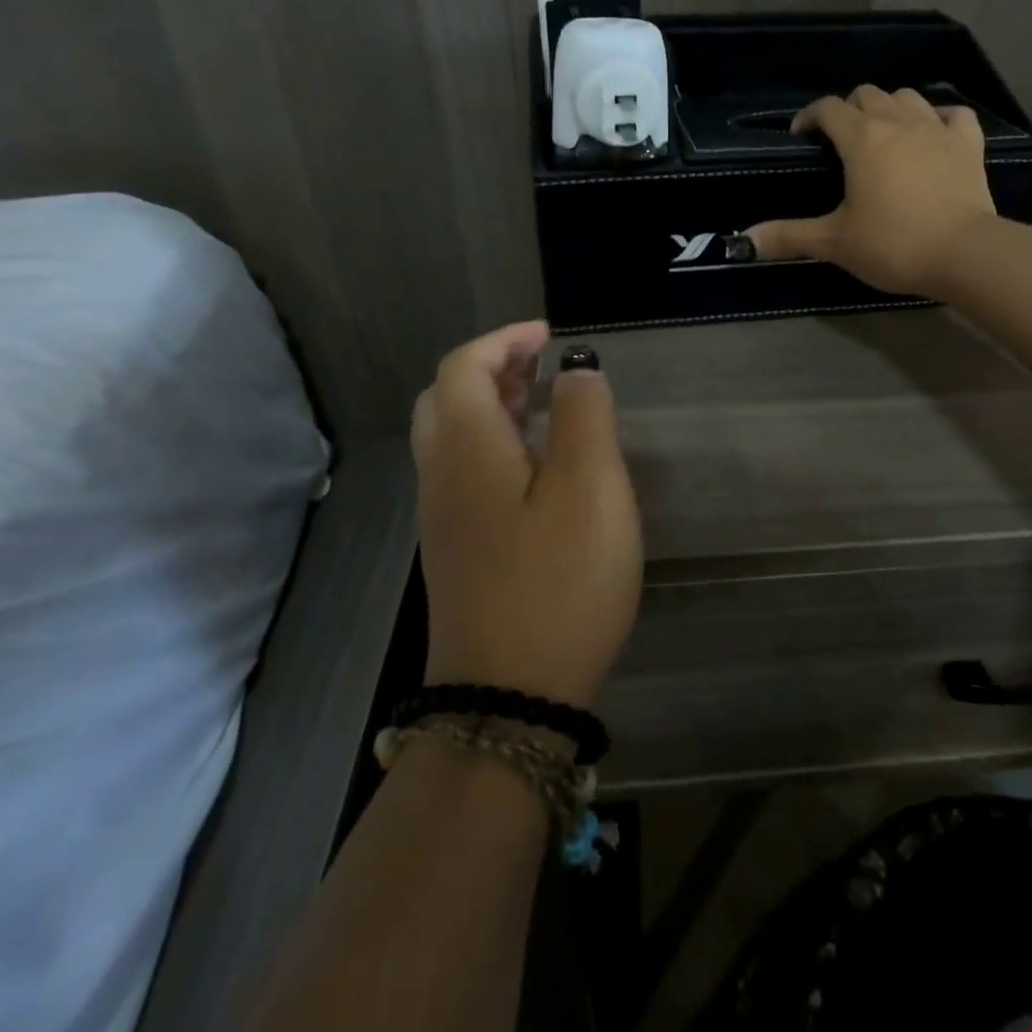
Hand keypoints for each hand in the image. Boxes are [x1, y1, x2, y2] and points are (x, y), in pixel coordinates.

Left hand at [411, 322, 641, 706]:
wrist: (509, 695)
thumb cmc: (559, 581)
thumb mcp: (590, 487)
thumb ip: (584, 416)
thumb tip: (576, 370)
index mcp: (466, 449)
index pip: (463, 367)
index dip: (503, 340)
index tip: (550, 335)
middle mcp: (441, 476)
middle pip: (446, 398)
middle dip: (492, 368)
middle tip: (542, 365)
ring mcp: (444, 518)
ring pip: (452, 437)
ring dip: (492, 405)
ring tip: (545, 403)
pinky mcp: (458, 550)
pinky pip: (464, 472)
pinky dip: (494, 443)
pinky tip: (538, 466)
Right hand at [745, 84, 997, 296]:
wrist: (963, 254)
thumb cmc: (893, 244)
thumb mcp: (834, 242)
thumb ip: (789, 236)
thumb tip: (745, 241)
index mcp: (861, 138)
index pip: (827, 108)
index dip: (809, 116)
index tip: (801, 137)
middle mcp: (898, 122)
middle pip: (867, 94)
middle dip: (849, 109)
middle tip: (841, 141)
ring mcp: (938, 129)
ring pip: (908, 97)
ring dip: (890, 107)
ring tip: (883, 134)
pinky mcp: (969, 144)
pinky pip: (954, 114)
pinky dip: (940, 118)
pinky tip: (933, 133)